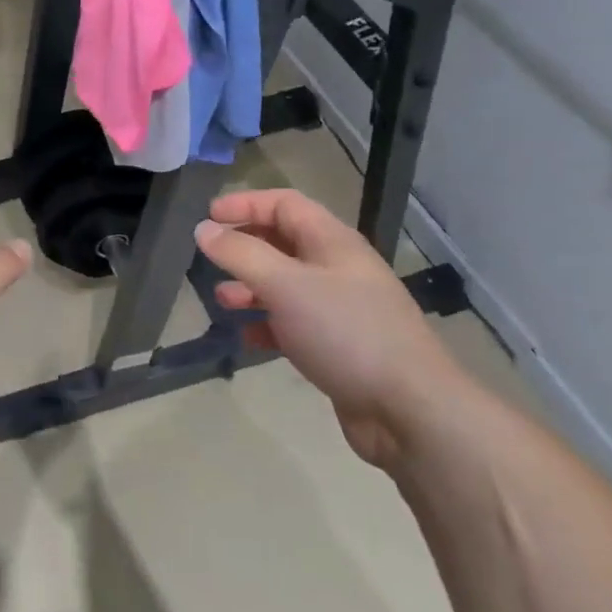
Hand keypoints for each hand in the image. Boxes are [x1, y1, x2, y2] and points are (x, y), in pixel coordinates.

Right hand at [193, 189, 464, 466]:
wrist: (408, 408)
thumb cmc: (345, 332)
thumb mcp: (285, 285)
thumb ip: (241, 254)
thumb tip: (203, 229)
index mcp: (332, 242)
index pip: (285, 204)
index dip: (246, 203)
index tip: (208, 216)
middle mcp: (337, 268)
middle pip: (284, 242)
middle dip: (245, 245)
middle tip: (209, 257)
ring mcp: (340, 308)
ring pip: (286, 284)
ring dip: (251, 286)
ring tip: (222, 300)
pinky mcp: (338, 345)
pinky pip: (294, 323)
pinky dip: (267, 324)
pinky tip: (247, 337)